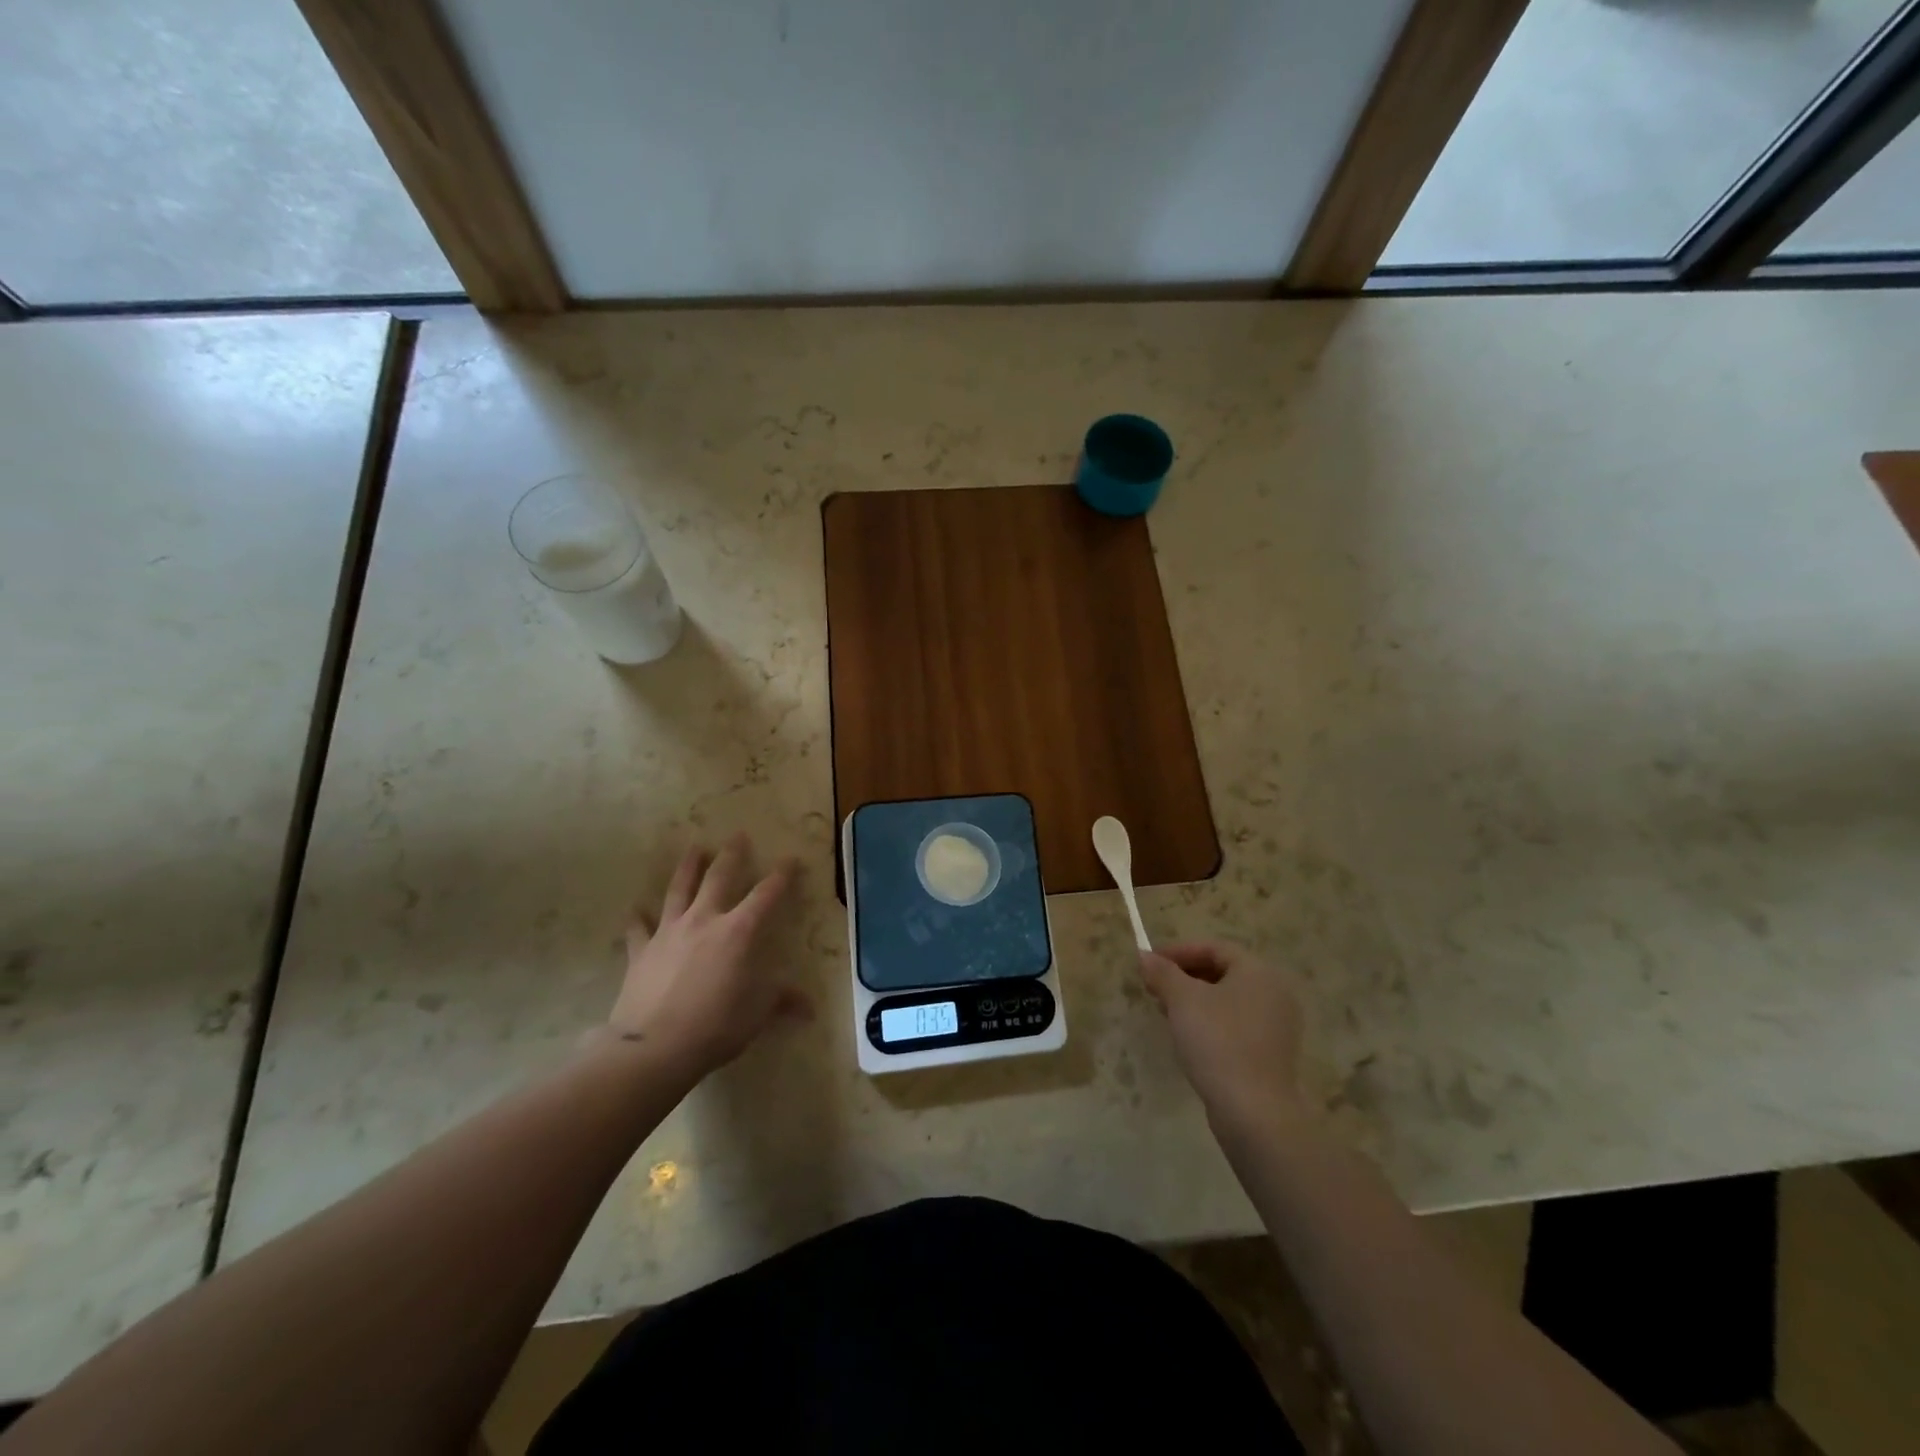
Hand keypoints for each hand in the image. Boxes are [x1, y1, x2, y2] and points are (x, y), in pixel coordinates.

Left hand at [606, 834, 805, 1080]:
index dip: (782, 875)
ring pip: (679, 889)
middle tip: (737, 835)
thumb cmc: (715, 1026)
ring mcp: (669, 932)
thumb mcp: (757, 1014)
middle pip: (719, 877)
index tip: (791, 860)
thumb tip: (809, 1008)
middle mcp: (705, 920)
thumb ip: (781, 1001)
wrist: (653, 1047)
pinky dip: (638, 917)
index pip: (767, 894)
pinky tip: (635, 908)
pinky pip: (639, 928)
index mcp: (739, 931)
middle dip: (732, 855)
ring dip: (688, 867)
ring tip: (694, 848)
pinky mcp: (641, 950)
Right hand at [1138, 941, 1309, 1136]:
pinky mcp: (1271, 1052)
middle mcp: (1274, 993)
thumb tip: (1144, 956)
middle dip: (1183, 976)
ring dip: (1193, 999)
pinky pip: (1235, 1023)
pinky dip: (1209, 1020)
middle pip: (1222, 971)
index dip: (1178, 951)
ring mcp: (1276, 1025)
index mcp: (1259, 972)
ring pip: (1227, 999)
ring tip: (1164, 1011)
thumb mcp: (1182, 1000)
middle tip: (1154, 987)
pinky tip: (1188, 1035)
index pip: (1214, 948)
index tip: (1149, 963)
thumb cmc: (1218, 1042)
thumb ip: (1162, 973)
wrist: (1254, 1111)